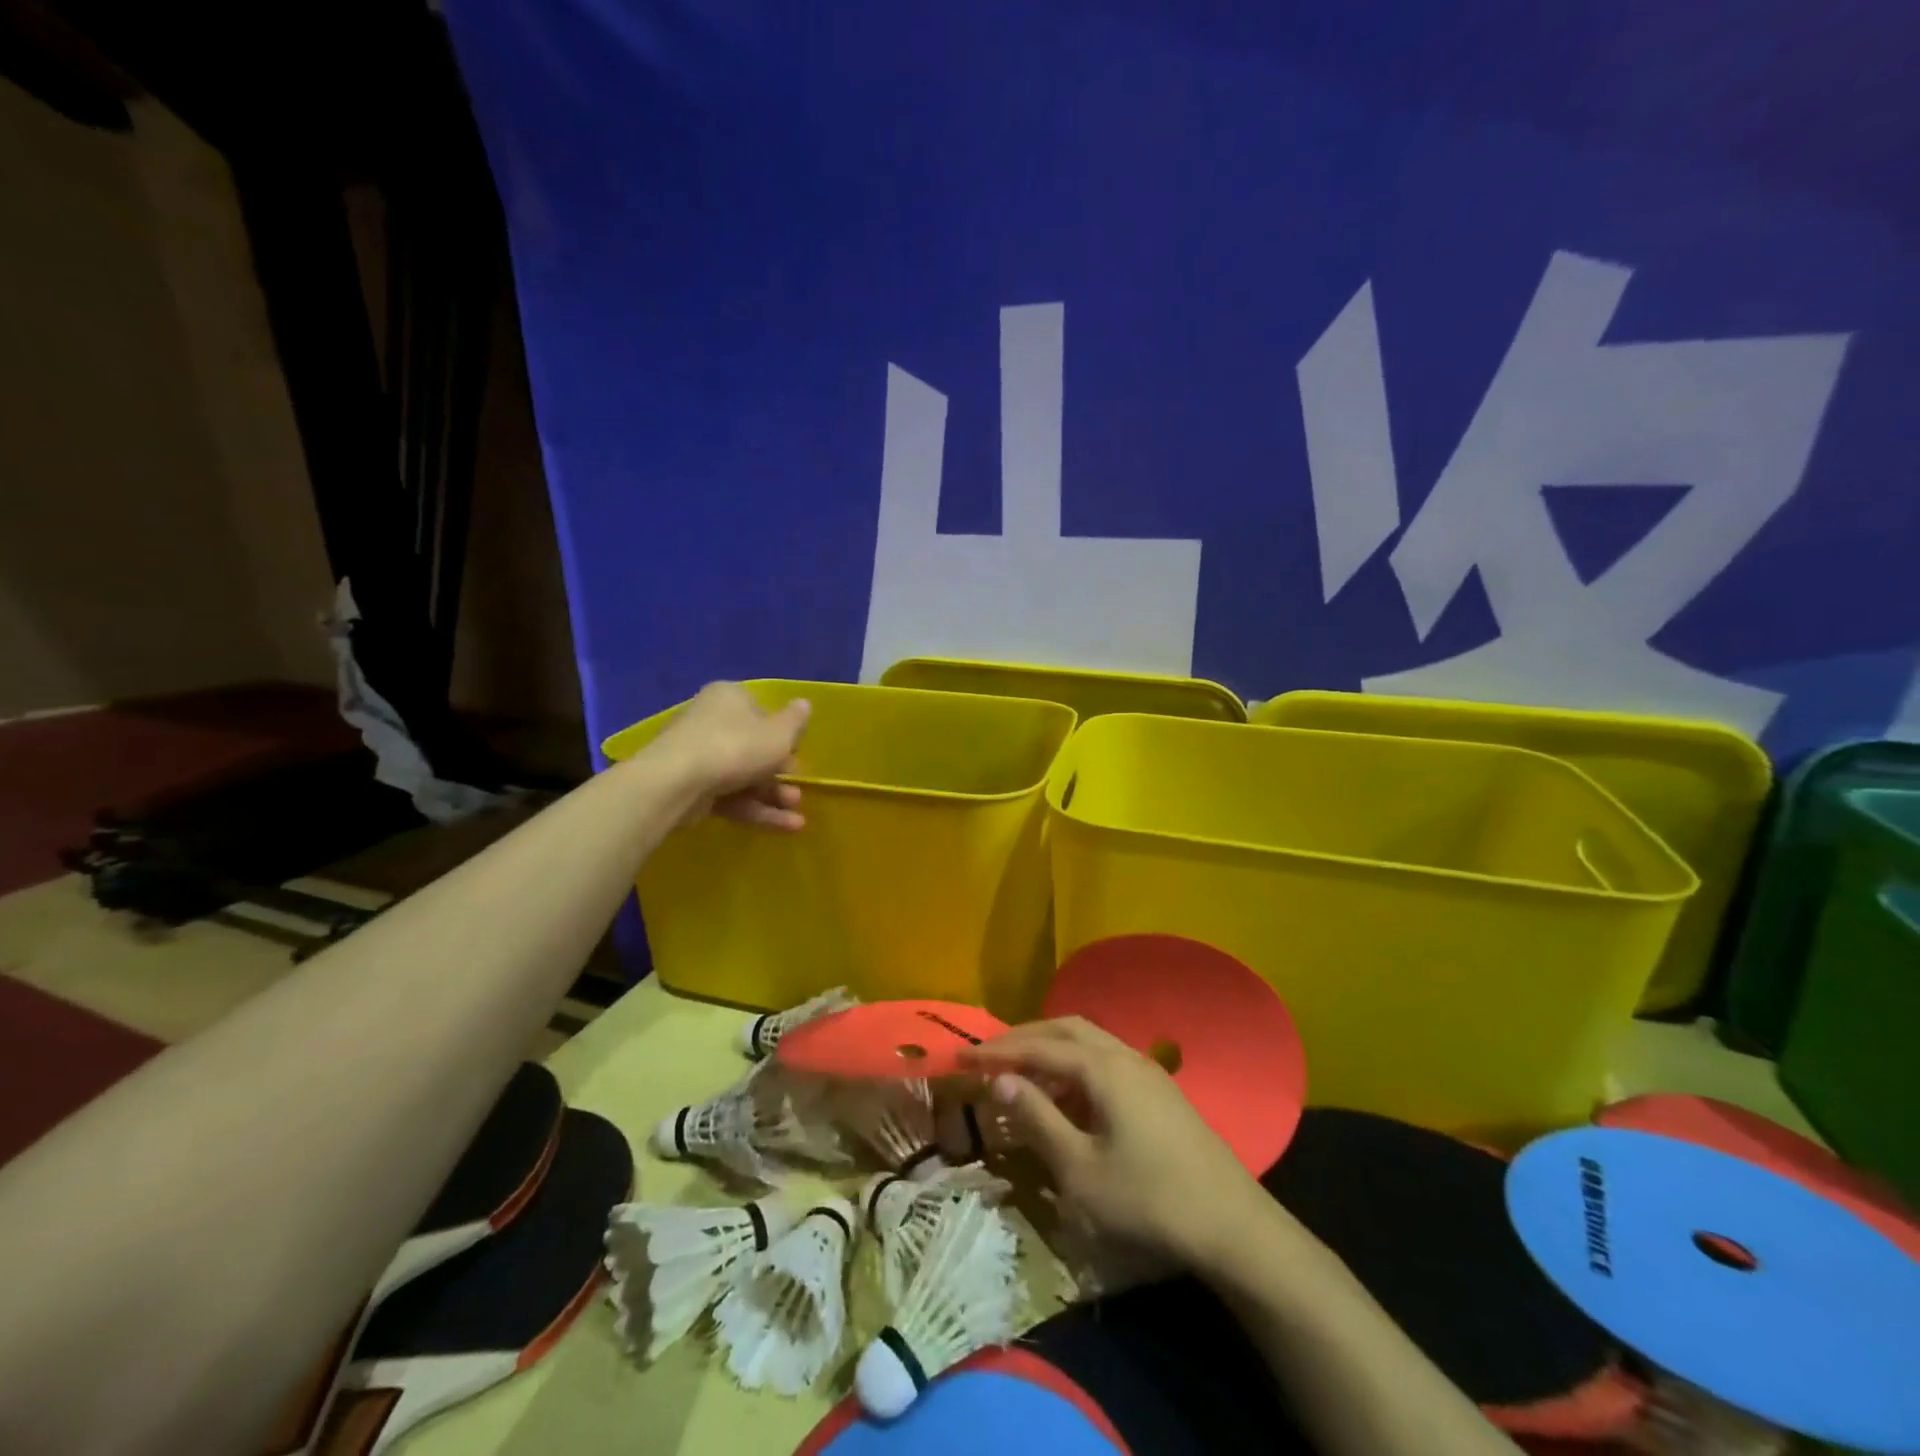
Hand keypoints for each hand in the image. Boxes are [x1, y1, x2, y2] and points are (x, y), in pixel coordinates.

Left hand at [648, 682, 810, 830]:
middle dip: (781, 775)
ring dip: (773, 797)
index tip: (797, 756)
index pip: (762, 712)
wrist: (677, 783)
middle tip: (798, 793)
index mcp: (730, 698)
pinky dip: (755, 810)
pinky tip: (783, 827)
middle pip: (753, 748)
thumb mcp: (780, 733)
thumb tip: (804, 704)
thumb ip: (796, 721)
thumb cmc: (737, 746)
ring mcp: (697, 756)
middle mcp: (710, 721)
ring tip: (797, 819)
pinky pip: (729, 797)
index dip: (782, 736)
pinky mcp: (690, 788)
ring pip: (743, 776)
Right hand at [958, 1017, 1270, 1272]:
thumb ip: (1038, 1119)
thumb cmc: (1148, 1199)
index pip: (1039, 1046)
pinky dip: (1076, 1069)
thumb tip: (1000, 1080)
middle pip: (1066, 1029)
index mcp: (1103, 1068)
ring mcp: (1147, 1071)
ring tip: (1022, 1078)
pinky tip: (1067, 1100)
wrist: (1233, 1226)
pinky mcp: (1160, 1093)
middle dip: (1025, 1038)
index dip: (998, 1050)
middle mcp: (1125, 1056)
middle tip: (990, 1056)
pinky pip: (1106, 1063)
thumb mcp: (1080, 1170)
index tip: (962, 1057)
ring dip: (1051, 1052)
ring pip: (1089, 1043)